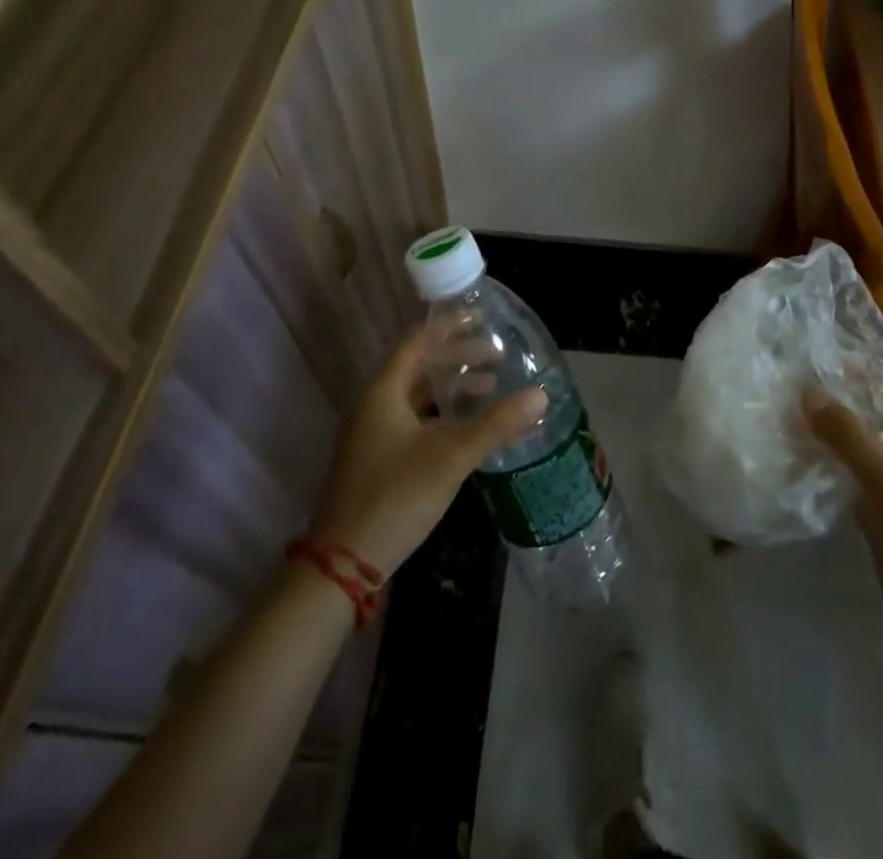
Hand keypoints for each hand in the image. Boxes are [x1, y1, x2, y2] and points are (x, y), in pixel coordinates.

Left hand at [307, 323, 546, 574]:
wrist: (342, 565)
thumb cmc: (395, 497)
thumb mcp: (451, 458)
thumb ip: (496, 425)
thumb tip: (541, 394)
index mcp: (384, 393)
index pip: (417, 342)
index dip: (449, 326)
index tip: (481, 317)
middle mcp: (375, 406)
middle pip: (419, 368)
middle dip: (458, 358)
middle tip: (496, 356)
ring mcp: (374, 435)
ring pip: (418, 397)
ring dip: (452, 389)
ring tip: (490, 388)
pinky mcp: (378, 460)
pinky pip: (416, 421)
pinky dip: (443, 416)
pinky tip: (469, 429)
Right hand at [804, 385, 882, 665]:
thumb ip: (847, 432)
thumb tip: (807, 391)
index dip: (856, 379)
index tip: (810, 371)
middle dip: (842, 410)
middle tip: (793, 399)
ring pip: (872, 451)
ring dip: (839, 441)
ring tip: (794, 428)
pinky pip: (868, 480)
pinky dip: (843, 471)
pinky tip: (810, 467)